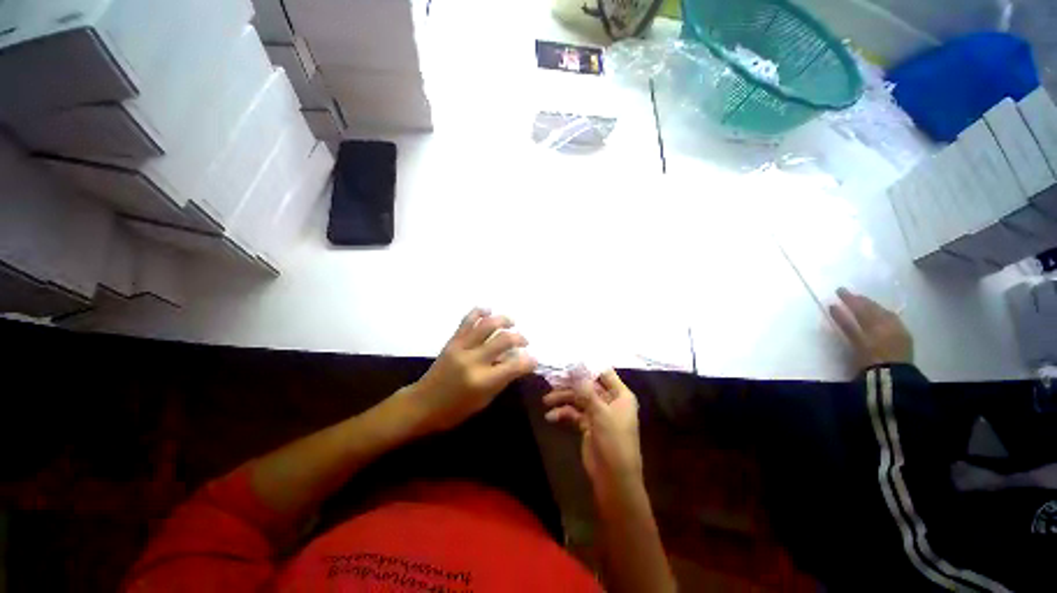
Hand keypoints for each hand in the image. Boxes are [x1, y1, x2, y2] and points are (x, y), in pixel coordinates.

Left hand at [399, 309, 536, 433]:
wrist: (423, 404)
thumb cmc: (456, 409)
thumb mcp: (485, 399)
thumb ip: (502, 379)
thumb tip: (517, 361)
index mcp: (484, 381)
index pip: (515, 365)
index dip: (529, 360)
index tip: (533, 359)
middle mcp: (474, 361)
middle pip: (504, 339)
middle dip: (520, 337)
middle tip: (524, 341)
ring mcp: (461, 348)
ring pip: (487, 325)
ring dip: (503, 320)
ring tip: (511, 322)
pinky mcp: (452, 341)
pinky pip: (467, 321)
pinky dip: (479, 312)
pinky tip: (488, 310)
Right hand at [543, 370, 643, 504]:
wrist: (614, 478)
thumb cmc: (614, 441)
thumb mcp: (600, 413)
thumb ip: (586, 390)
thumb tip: (575, 366)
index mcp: (620, 395)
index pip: (603, 373)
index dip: (587, 366)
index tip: (568, 359)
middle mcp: (610, 401)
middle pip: (587, 385)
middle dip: (570, 383)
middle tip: (552, 379)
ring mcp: (598, 413)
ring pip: (579, 399)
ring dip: (563, 398)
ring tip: (546, 400)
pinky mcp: (588, 425)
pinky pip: (574, 413)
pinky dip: (563, 413)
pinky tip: (550, 417)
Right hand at [829, 288, 912, 371]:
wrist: (893, 377)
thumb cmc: (869, 360)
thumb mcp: (855, 342)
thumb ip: (845, 323)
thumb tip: (833, 306)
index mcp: (875, 323)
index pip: (861, 307)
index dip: (850, 299)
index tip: (839, 291)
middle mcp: (887, 322)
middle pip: (873, 308)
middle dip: (861, 299)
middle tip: (849, 292)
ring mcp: (898, 329)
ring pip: (884, 312)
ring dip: (872, 305)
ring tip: (863, 301)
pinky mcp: (904, 337)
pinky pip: (893, 319)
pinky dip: (884, 313)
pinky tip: (881, 313)